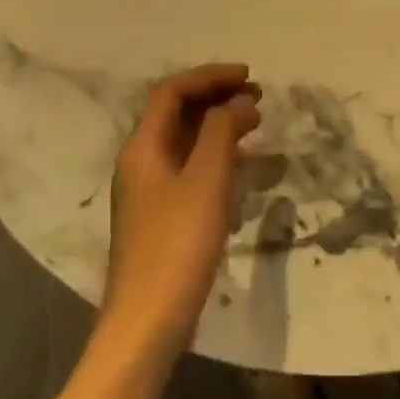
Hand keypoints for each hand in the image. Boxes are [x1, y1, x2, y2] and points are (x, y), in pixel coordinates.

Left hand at [101, 64, 261, 358]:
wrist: (147, 321)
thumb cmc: (178, 244)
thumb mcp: (206, 179)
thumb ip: (222, 131)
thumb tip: (240, 101)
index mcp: (143, 147)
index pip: (173, 92)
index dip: (211, 77)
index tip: (250, 77)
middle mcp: (141, 163)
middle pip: (176, 114)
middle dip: (216, 98)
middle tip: (257, 97)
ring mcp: (149, 192)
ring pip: (185, 142)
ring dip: (218, 126)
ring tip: (255, 125)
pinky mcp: (162, 217)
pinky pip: (190, 170)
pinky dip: (216, 157)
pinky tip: (242, 170)